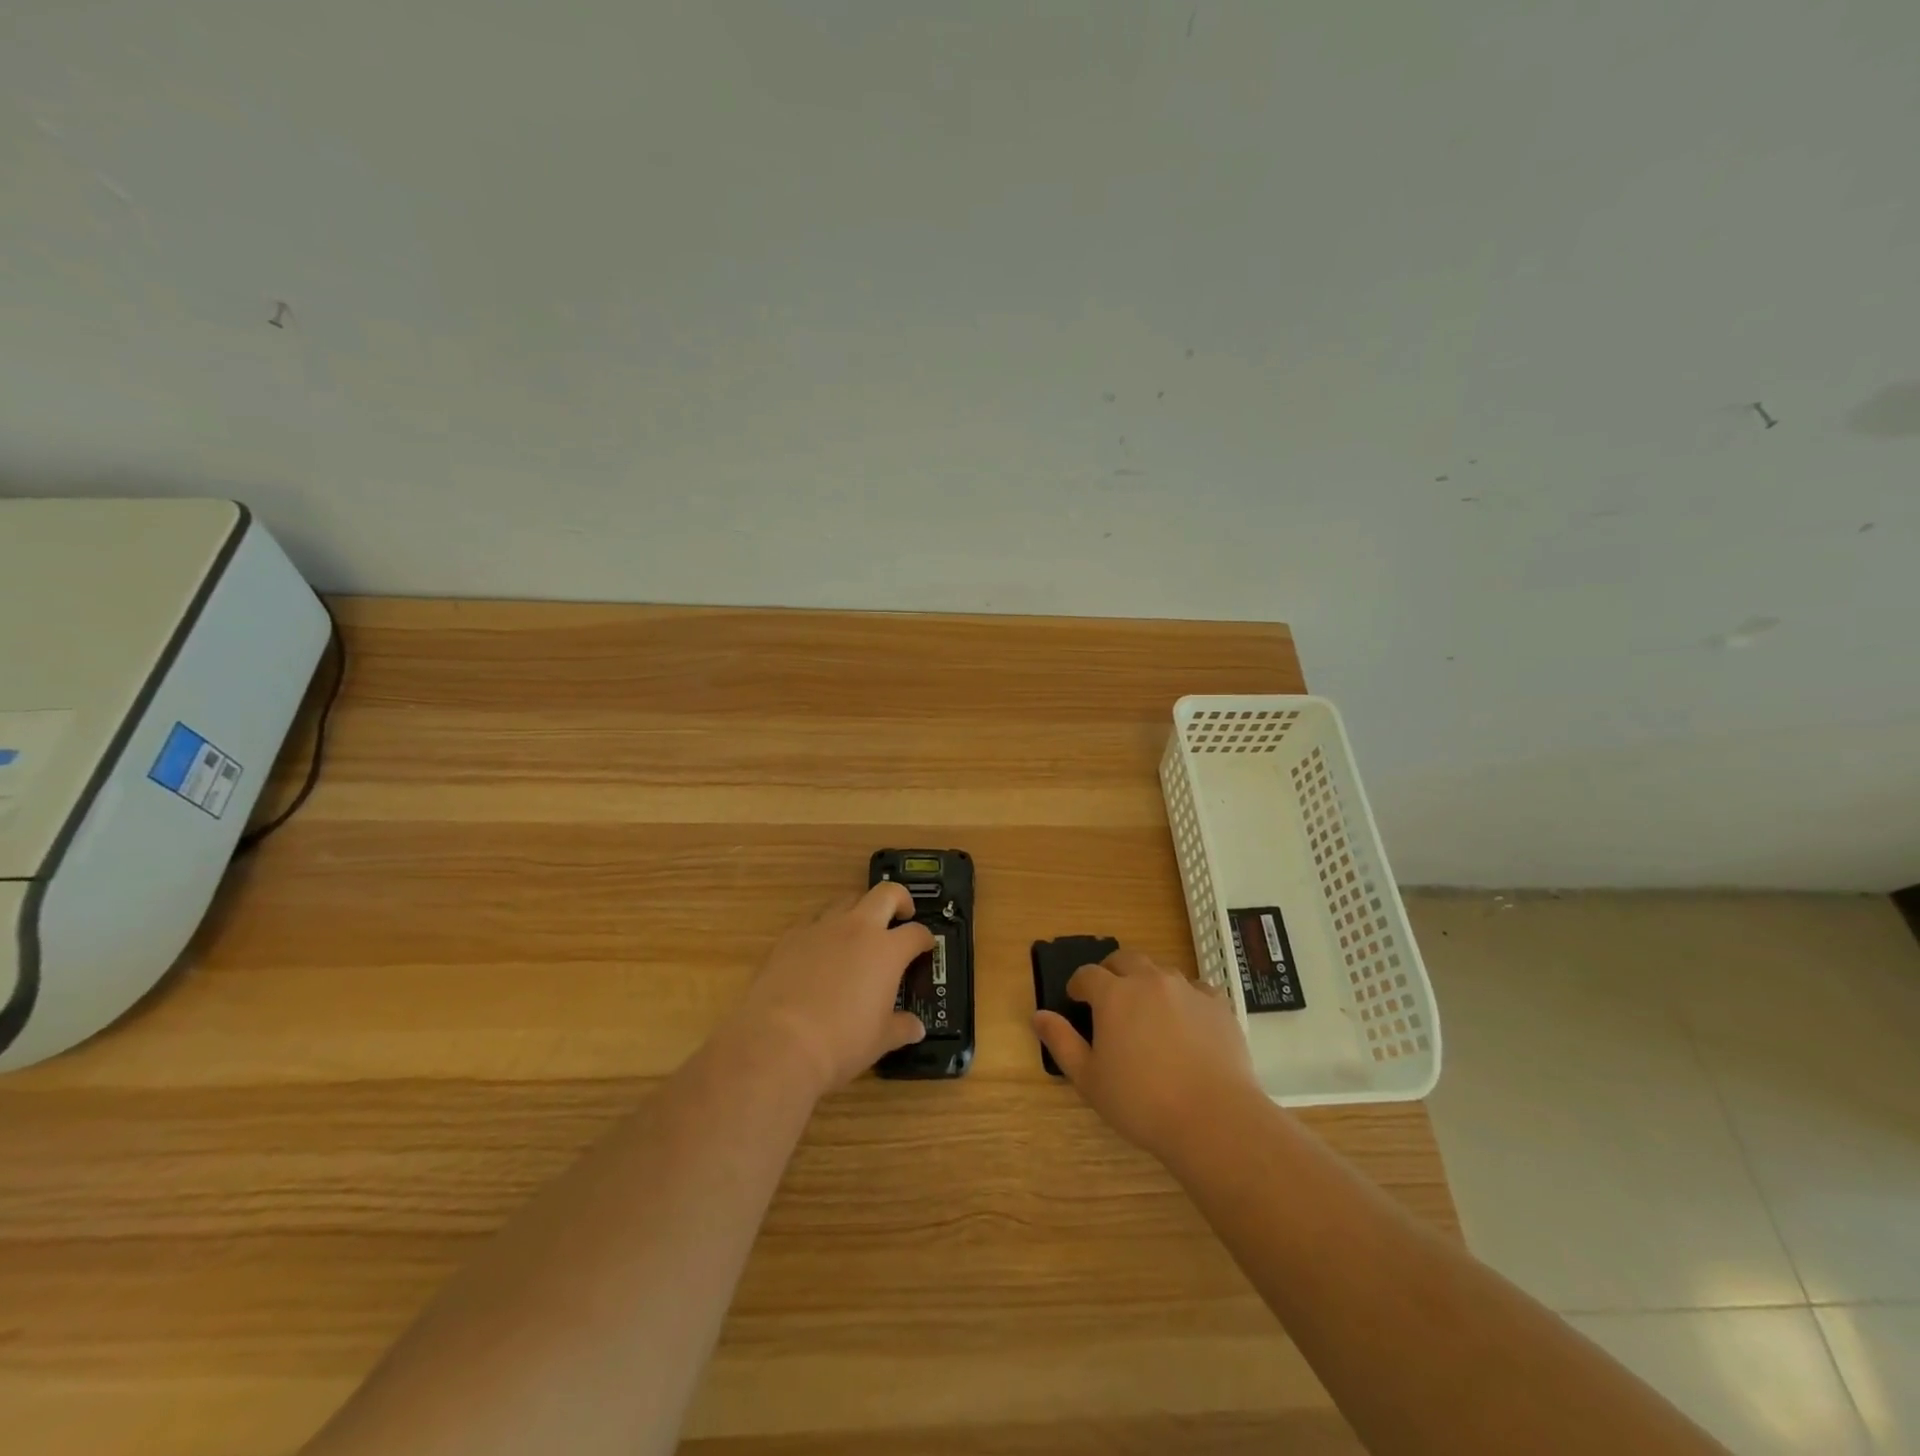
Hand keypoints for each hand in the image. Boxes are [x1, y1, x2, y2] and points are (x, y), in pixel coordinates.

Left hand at [736, 882, 933, 1097]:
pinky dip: (823, 930)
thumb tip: (915, 1028)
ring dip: (859, 911)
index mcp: (887, 950)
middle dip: (899, 899)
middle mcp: (857, 928)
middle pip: (886, 893)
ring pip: (847, 901)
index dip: (925, 938)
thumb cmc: (841, 1043)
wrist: (779, 1042)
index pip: (916, 932)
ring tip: (858, 933)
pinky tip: (819, 952)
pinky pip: (814, 922)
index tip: (925, 946)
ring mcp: (821, 927)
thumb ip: (901, 1028)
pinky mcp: (791, 936)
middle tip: (901, 916)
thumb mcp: (880, 1041)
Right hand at [1034, 948, 1260, 1160]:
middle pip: (1124, 959)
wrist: (1213, 1119)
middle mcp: (1149, 980)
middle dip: (1111, 972)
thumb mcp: (1089, 1079)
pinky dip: (1185, 998)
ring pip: (1161, 971)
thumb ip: (1061, 1042)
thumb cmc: (1141, 1102)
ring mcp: (1187, 989)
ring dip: (1148, 983)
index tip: (1076, 1000)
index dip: (1078, 985)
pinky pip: (1196, 989)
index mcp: (1114, 994)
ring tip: (1148, 1013)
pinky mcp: (1218, 1005)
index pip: (1087, 974)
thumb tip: (1039, 1015)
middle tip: (1109, 999)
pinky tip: (1186, 1023)